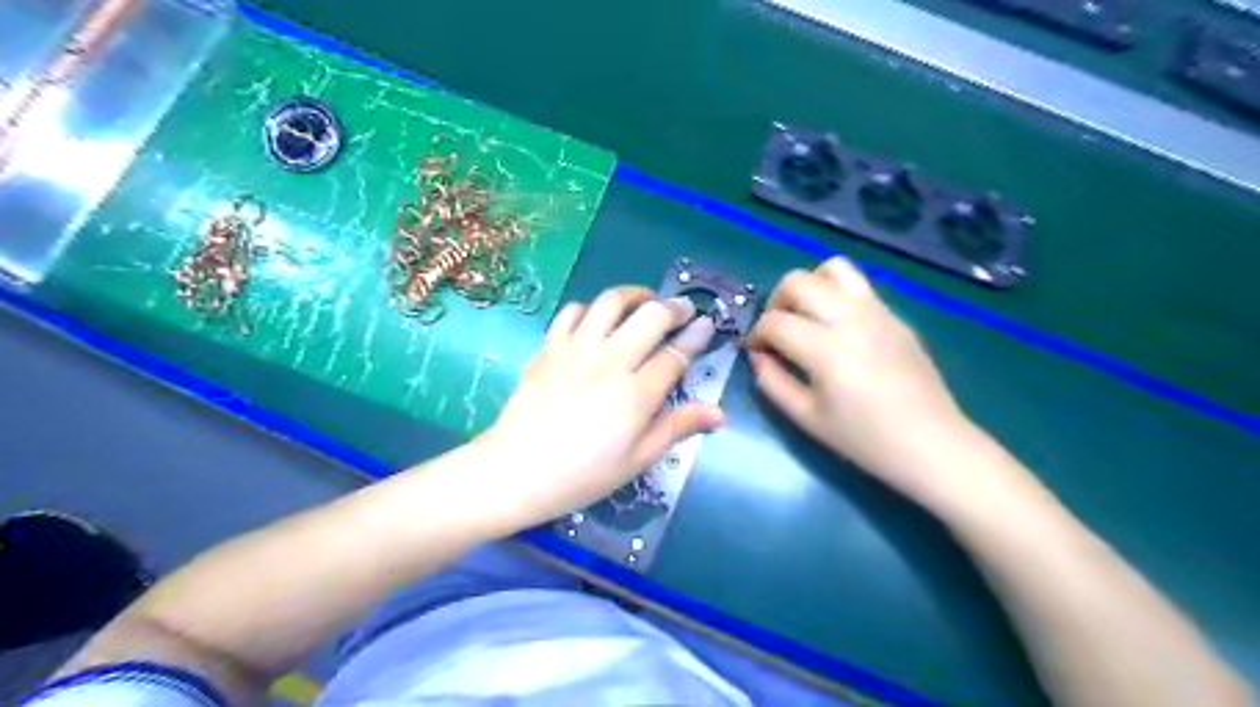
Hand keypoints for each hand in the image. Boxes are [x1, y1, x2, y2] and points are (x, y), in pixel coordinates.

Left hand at [478, 284, 722, 531]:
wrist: (516, 471)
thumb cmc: (582, 474)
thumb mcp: (636, 460)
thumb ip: (676, 428)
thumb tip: (718, 412)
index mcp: (636, 393)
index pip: (675, 354)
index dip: (696, 337)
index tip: (707, 325)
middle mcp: (610, 361)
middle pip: (650, 316)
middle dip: (674, 307)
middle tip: (683, 310)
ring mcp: (576, 349)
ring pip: (611, 302)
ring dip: (634, 295)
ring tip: (645, 301)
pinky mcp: (550, 347)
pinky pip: (572, 312)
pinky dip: (590, 308)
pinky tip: (597, 319)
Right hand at [747, 261, 971, 508]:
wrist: (931, 444)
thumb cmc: (864, 439)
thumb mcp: (807, 418)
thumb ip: (772, 382)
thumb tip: (758, 356)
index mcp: (826, 348)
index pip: (775, 322)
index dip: (756, 334)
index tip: (756, 351)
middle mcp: (850, 318)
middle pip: (798, 281)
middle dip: (776, 301)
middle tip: (776, 330)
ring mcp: (877, 312)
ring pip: (833, 268)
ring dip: (809, 286)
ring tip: (806, 316)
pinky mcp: (895, 316)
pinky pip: (858, 286)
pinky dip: (835, 295)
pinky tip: (836, 328)